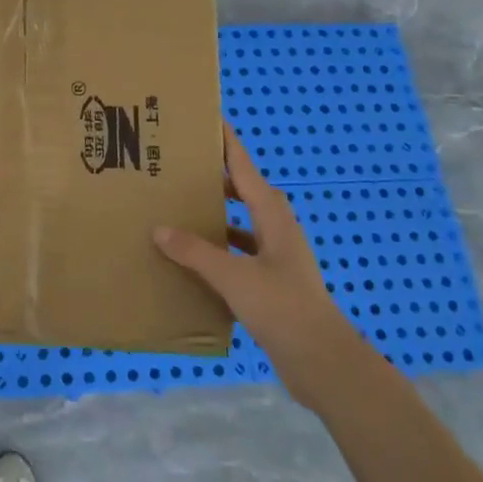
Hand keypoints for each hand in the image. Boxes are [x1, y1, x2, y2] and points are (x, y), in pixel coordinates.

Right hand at [153, 126, 351, 372]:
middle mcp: (277, 231)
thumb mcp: (234, 277)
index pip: (246, 170)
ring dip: (219, 214)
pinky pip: (240, 253)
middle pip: (247, 192)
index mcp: (273, 219)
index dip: (229, 145)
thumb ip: (196, 253)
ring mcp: (277, 258)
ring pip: (243, 224)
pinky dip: (220, 249)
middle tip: (185, 167)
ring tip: (184, 208)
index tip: (212, 120)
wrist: (322, 361)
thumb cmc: (282, 308)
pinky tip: (195, 260)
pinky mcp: (272, 283)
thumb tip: (160, 229)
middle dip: (219, 177)